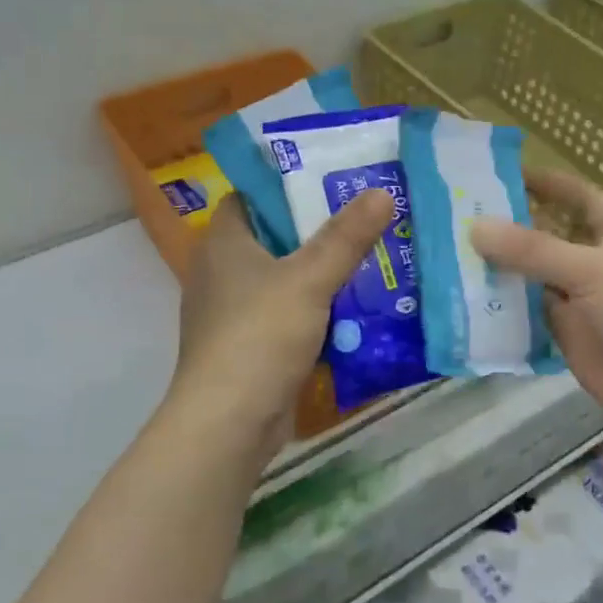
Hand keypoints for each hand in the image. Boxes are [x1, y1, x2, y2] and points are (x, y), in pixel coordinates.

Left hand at [169, 190, 393, 464]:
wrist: (230, 421)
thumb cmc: (260, 335)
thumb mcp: (309, 279)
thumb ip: (345, 237)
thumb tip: (381, 192)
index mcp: (223, 243)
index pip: (252, 197)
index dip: (289, 185)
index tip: (334, 181)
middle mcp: (222, 273)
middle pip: (275, 239)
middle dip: (319, 232)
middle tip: (367, 219)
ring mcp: (233, 314)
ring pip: (285, 281)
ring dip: (322, 276)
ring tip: (372, 261)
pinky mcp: (250, 348)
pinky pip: (288, 318)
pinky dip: (317, 314)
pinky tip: (355, 314)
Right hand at [472, 171, 602, 443]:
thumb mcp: (590, 269)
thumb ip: (532, 250)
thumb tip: (474, 227)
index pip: (573, 193)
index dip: (539, 181)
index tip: (493, 172)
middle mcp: (595, 256)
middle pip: (545, 233)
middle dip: (507, 226)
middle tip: (454, 214)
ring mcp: (578, 294)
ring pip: (532, 273)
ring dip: (499, 266)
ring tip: (447, 250)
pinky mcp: (564, 329)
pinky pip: (527, 309)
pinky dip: (501, 303)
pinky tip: (464, 294)